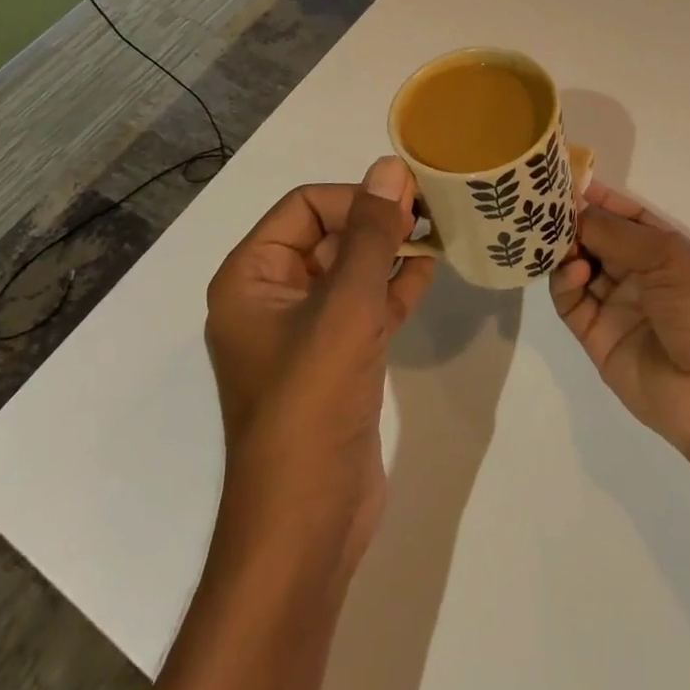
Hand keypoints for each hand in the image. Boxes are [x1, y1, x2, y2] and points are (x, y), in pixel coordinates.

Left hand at [204, 157, 434, 571]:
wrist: (306, 523)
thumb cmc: (312, 401)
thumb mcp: (345, 306)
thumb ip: (371, 233)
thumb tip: (390, 167)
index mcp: (251, 276)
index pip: (305, 207)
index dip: (356, 196)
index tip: (408, 201)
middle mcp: (271, 296)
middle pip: (328, 235)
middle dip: (377, 222)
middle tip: (431, 214)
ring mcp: (303, 332)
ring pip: (350, 271)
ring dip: (390, 251)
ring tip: (438, 235)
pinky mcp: (334, 360)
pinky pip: (363, 307)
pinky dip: (393, 287)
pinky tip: (429, 272)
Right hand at [549, 181, 689, 460]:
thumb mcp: (667, 257)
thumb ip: (615, 232)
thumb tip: (574, 209)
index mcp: (662, 248)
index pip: (622, 213)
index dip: (596, 196)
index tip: (562, 180)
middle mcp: (636, 273)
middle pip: (595, 238)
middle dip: (571, 221)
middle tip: (543, 208)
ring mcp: (614, 304)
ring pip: (576, 266)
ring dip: (564, 249)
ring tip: (553, 238)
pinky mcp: (595, 336)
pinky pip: (570, 301)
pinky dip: (565, 282)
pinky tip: (575, 271)